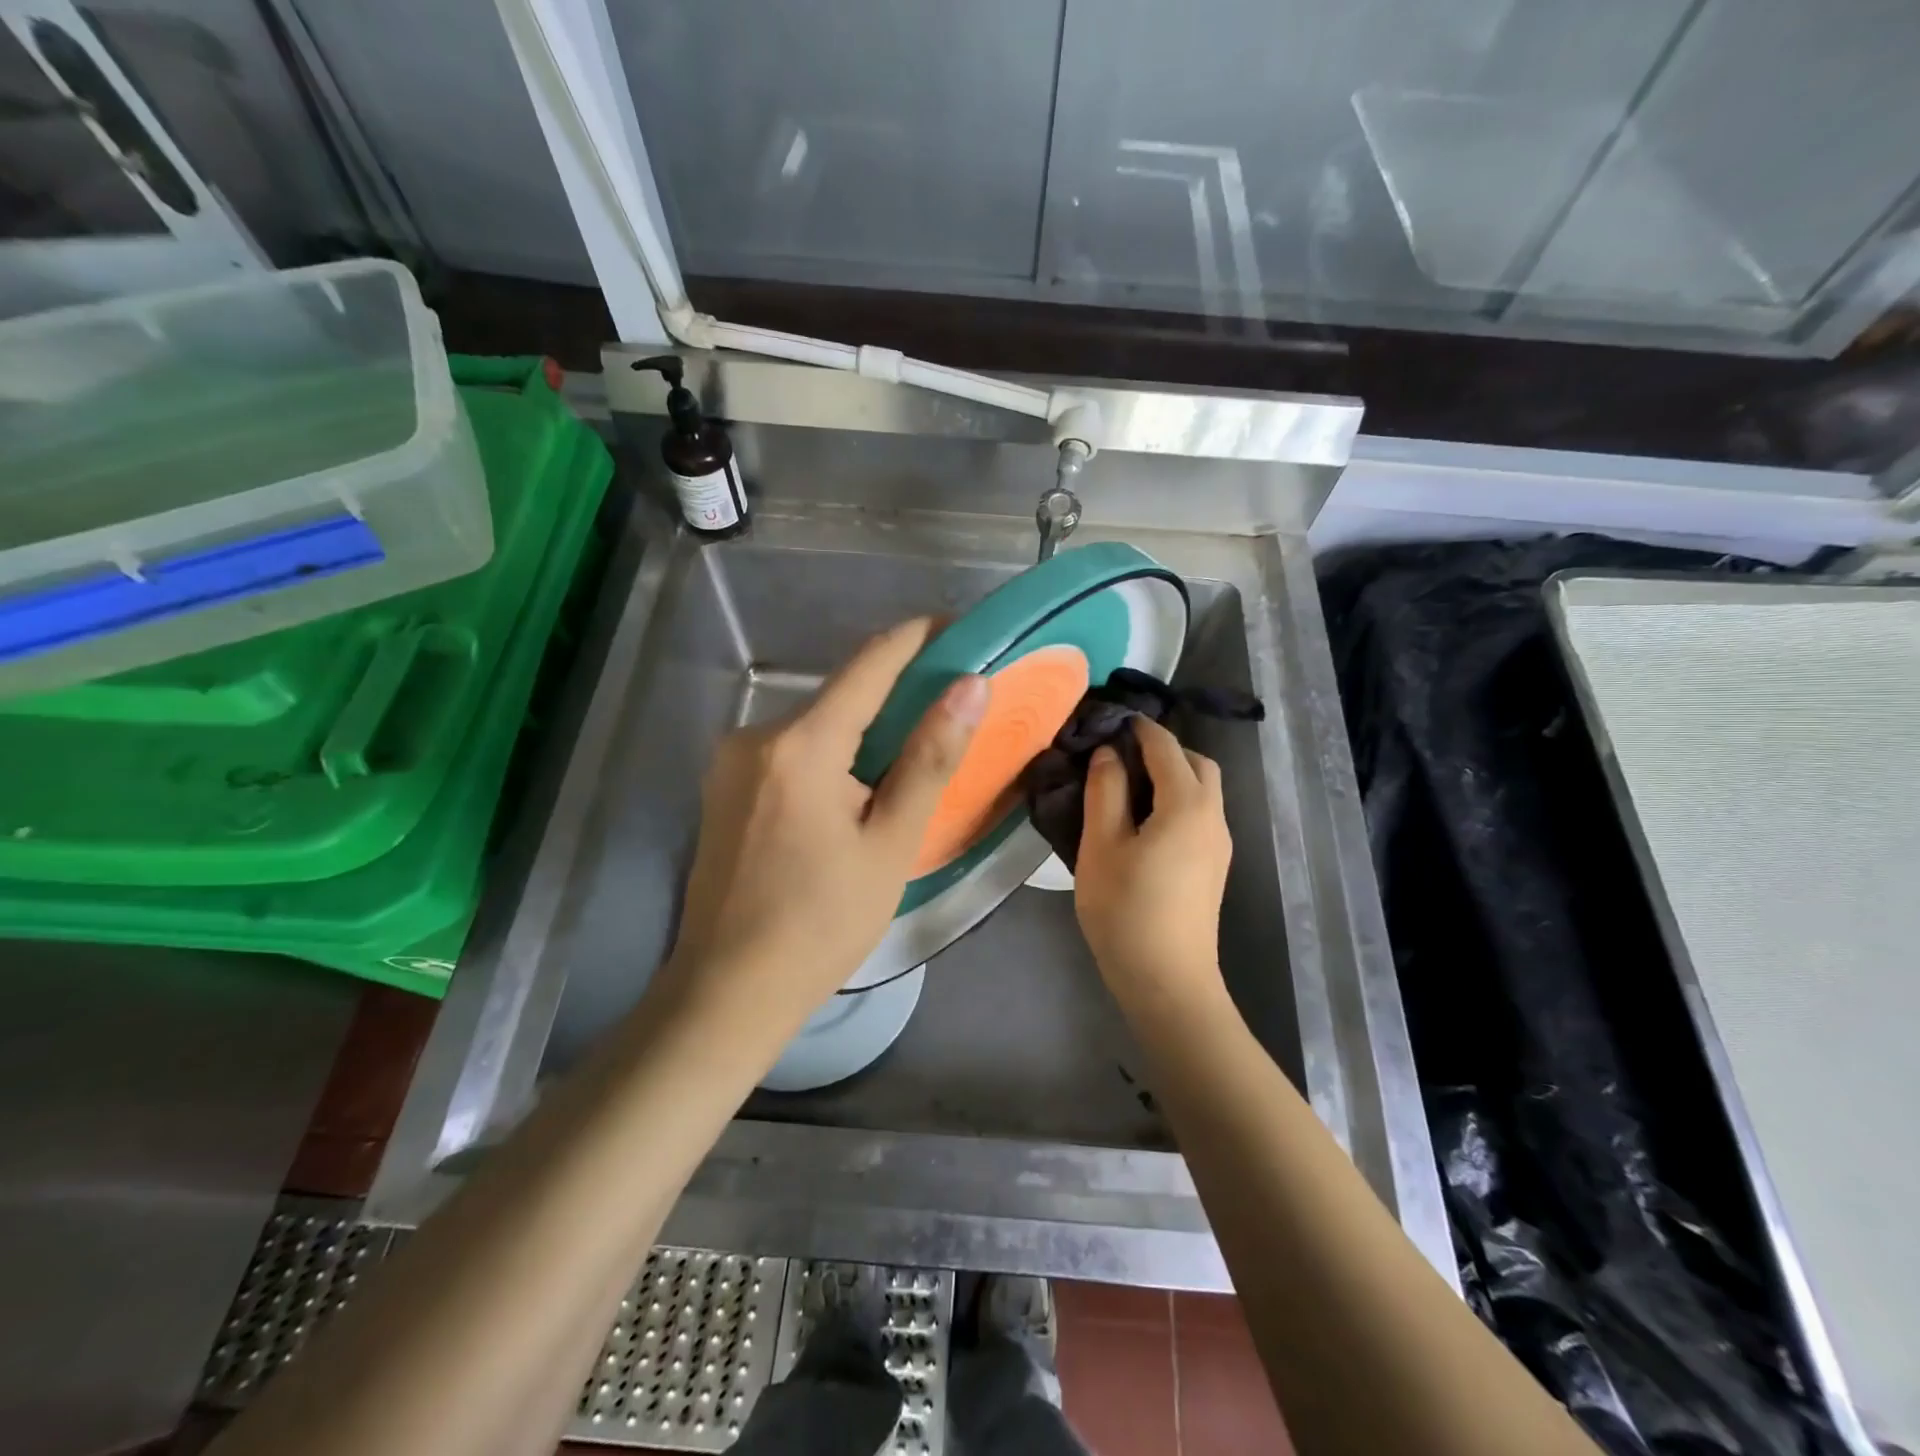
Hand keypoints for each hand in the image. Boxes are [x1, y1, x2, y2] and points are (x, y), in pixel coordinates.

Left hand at [665, 618, 987, 1023]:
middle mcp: (758, 734)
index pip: (871, 662)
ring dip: (865, 729)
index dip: (918, 637)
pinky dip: (831, 754)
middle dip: (898, 693)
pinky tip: (855, 791)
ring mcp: (732, 759)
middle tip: (951, 709)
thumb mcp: (891, 844)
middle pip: (842, 694)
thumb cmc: (822, 924)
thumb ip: (930, 758)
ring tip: (911, 758)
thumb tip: (971, 686)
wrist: (728, 989)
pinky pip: (791, 750)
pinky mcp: (724, 785)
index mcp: (802, 744)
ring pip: (817, 724)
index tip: (959, 630)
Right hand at [1074, 716, 1232, 1006]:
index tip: (1108, 720)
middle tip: (1118, 758)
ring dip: (1171, 776)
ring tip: (1125, 788)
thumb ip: (1105, 790)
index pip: (1165, 747)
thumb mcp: (1101, 845)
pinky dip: (1176, 800)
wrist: (1167, 981)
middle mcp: (1213, 816)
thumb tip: (1108, 753)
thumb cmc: (1126, 909)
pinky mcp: (1214, 866)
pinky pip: (1199, 814)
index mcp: (1187, 804)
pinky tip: (1143, 822)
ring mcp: (1218, 844)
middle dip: (1161, 750)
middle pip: (1196, 764)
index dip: (1138, 729)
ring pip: (1202, 790)